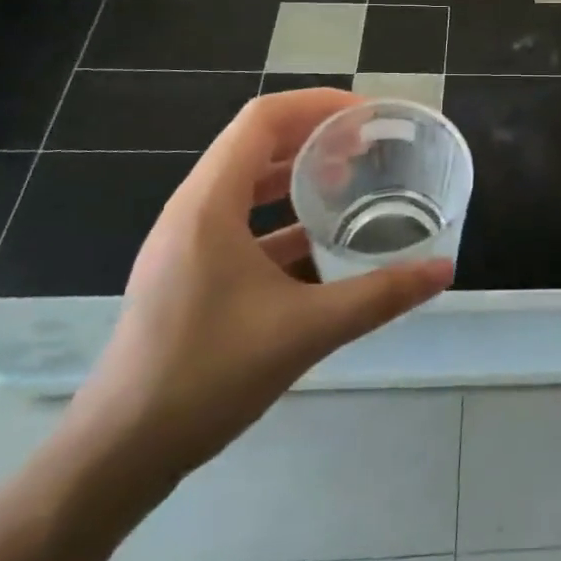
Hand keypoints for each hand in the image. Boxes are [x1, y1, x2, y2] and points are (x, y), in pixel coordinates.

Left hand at [66, 90, 452, 480]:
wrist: (118, 454)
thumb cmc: (206, 376)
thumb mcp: (306, 331)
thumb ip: (379, 296)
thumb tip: (442, 270)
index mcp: (209, 204)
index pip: (263, 119)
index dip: (318, 105)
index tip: (368, 118)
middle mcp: (193, 210)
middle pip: (256, 143)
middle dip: (315, 135)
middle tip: (369, 145)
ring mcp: (186, 242)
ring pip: (248, 183)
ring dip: (299, 174)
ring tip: (352, 180)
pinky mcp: (189, 271)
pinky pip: (242, 220)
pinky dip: (284, 216)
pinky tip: (323, 240)